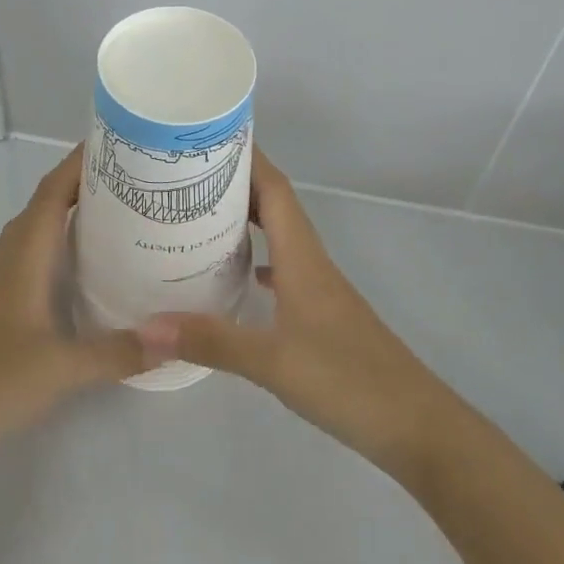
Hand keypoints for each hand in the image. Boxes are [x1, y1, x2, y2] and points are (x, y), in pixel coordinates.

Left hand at [0, 145, 147, 463]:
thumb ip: (118, 352)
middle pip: (48, 201)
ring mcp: (2, 278)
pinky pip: (35, 252)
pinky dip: (61, 241)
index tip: (118, 141)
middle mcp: (11, 255)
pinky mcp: (0, 302)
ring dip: (72, 210)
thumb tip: (174, 339)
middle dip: (86, 181)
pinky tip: (87, 263)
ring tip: (119, 209)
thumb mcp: (61, 368)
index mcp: (24, 252)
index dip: (80, 161)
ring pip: (40, 227)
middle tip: (134, 175)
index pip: (53, 190)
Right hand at [138, 148, 449, 479]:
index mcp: (302, 256)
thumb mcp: (272, 362)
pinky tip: (240, 275)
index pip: (274, 188)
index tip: (208, 136)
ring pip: (279, 235)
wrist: (415, 426)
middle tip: (187, 174)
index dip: (246, 156)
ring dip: (247, 218)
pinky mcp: (321, 314)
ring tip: (202, 215)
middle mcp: (311, 261)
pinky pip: (284, 268)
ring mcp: (319, 287)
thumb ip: (211, 341)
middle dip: (236, 182)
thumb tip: (147, 325)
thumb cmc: (347, 380)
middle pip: (274, 204)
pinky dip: (260, 257)